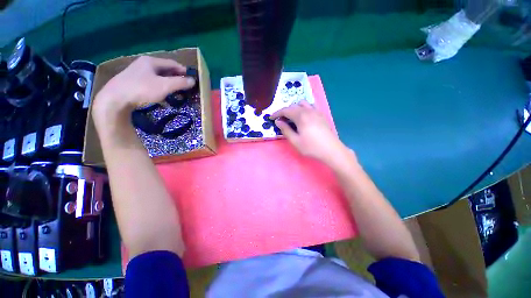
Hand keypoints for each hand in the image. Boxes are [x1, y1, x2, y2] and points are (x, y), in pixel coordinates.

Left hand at [92, 56, 195, 125]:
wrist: (115, 99)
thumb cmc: (142, 89)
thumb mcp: (165, 86)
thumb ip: (180, 83)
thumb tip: (193, 81)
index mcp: (151, 61)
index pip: (172, 63)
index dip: (184, 71)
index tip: (192, 79)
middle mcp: (143, 64)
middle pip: (165, 70)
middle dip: (177, 78)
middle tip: (185, 87)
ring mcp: (137, 73)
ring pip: (158, 77)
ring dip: (169, 84)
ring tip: (176, 92)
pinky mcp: (133, 82)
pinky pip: (152, 83)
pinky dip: (160, 88)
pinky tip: (162, 96)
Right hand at [271, 101, 352, 167]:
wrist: (331, 150)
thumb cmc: (311, 147)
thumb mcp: (295, 141)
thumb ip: (285, 130)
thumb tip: (278, 122)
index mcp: (301, 116)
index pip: (285, 110)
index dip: (277, 113)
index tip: (271, 118)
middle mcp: (308, 111)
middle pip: (293, 106)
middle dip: (284, 111)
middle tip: (280, 120)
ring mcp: (316, 112)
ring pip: (302, 104)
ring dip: (294, 108)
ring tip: (291, 117)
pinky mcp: (321, 115)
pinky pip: (310, 107)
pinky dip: (303, 109)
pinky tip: (303, 117)